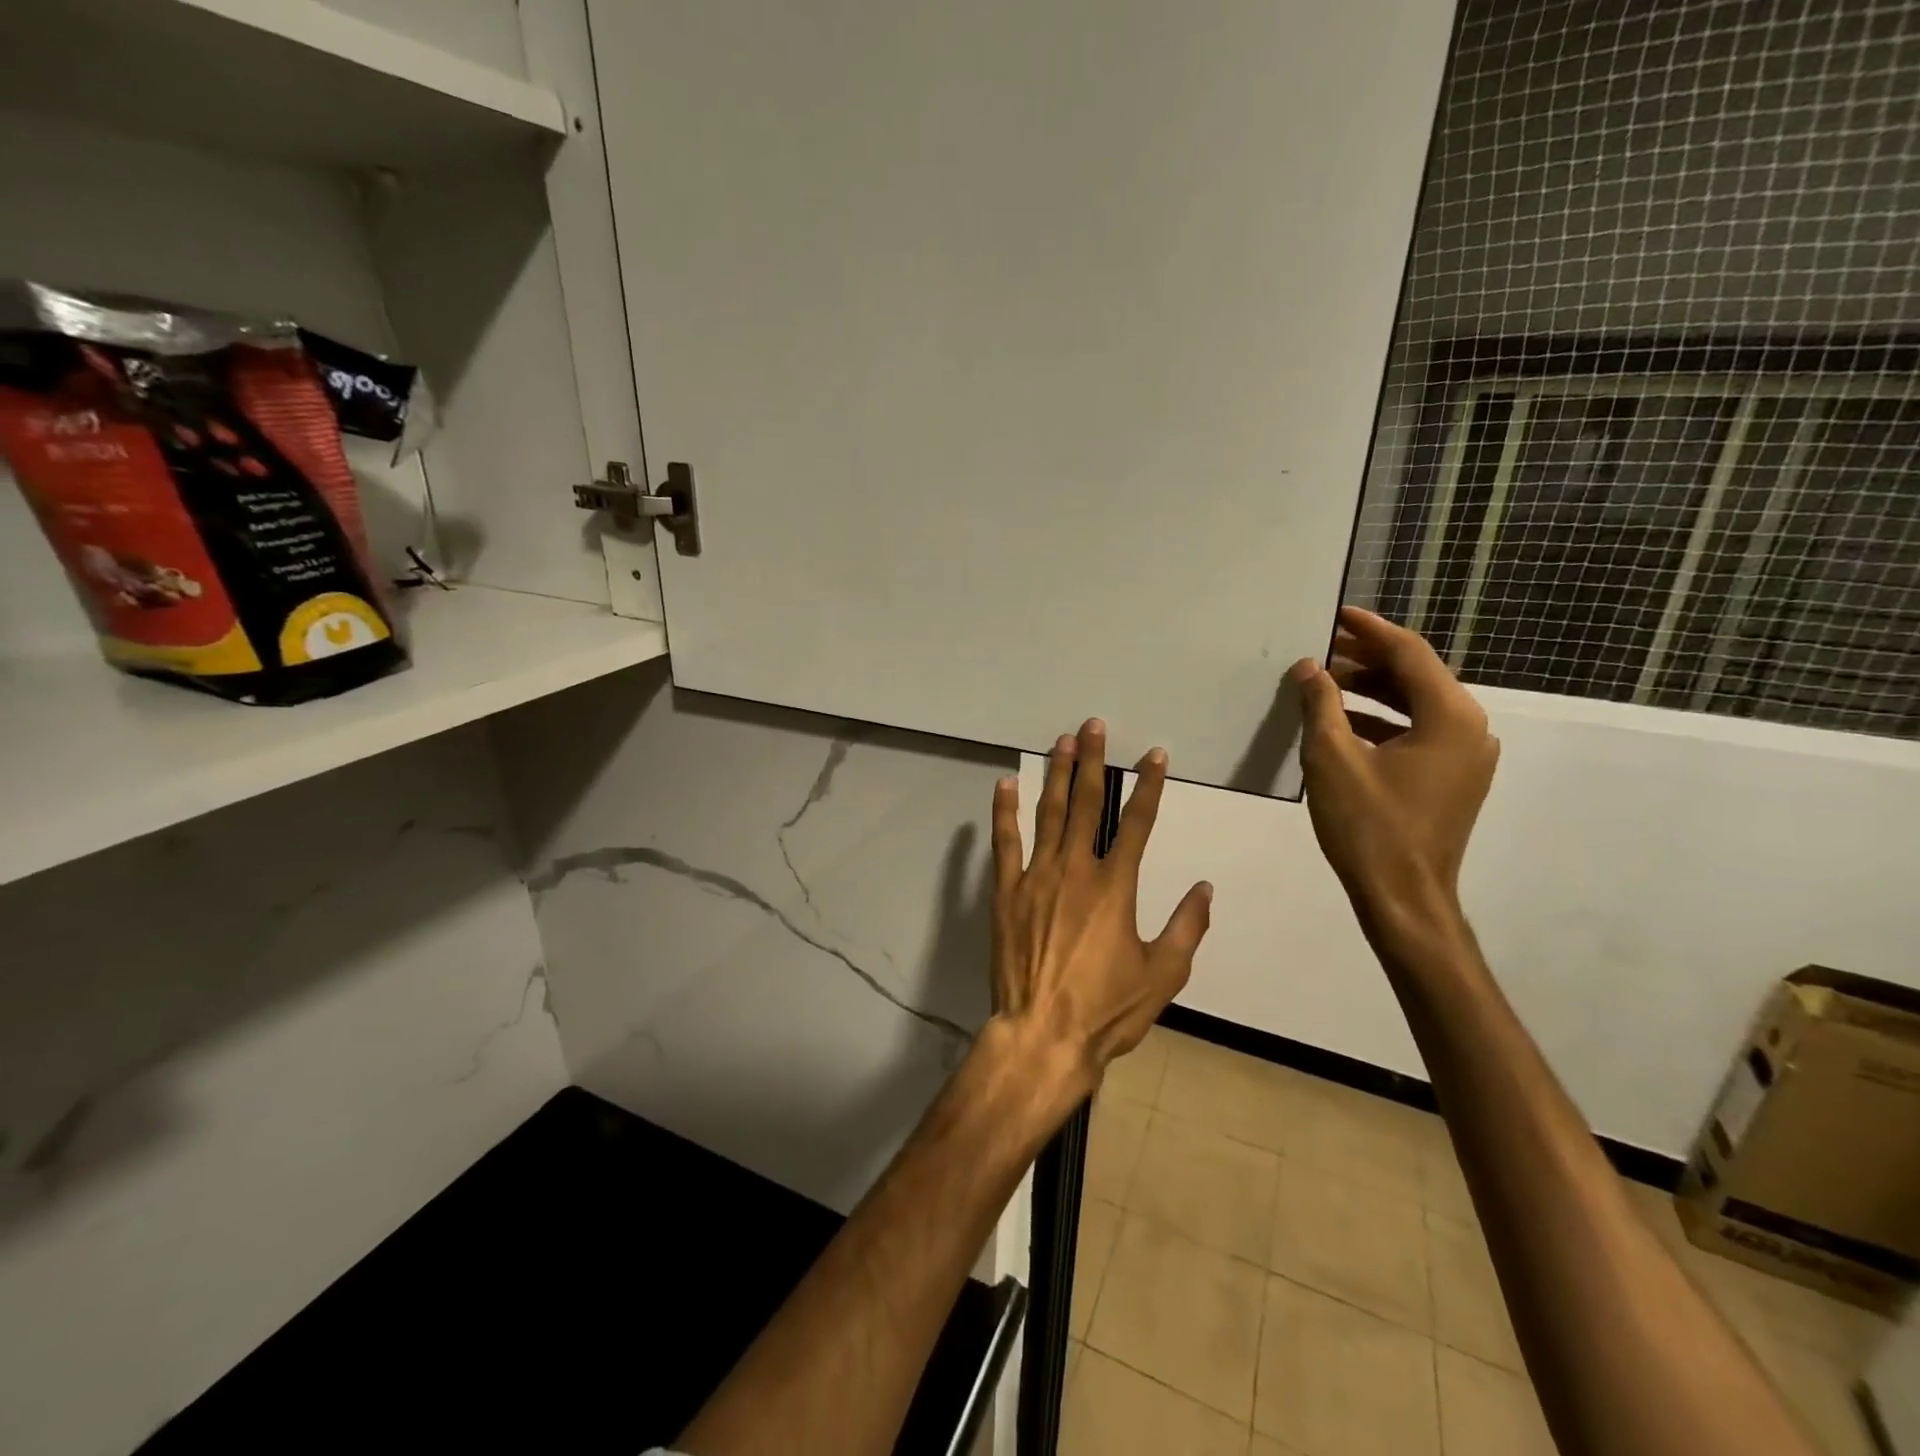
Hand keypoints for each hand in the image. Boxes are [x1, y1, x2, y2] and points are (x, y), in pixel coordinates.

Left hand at [987, 718, 1212, 1097]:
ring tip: (1061, 742)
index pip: (1139, 823)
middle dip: (1093, 762)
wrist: (1043, 1035)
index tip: (1155, 755)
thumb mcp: (1163, 975)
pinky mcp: (1005, 892)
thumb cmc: (1107, 1010)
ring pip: (1048, 814)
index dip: (1149, 786)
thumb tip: (1205, 888)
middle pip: (1087, 804)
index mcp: (1116, 887)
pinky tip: (1004, 784)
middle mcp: (1076, 870)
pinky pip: (1005, 844)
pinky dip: (1005, 812)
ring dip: (1056, 775)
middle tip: (1094, 726)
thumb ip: (1186, 928)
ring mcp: (1036, 878)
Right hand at [1289, 606, 1498, 946]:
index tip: (1337, 614)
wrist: (1404, 897)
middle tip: (1321, 650)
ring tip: (1324, 685)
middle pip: (1416, 677)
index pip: (1409, 654)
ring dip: (1371, 692)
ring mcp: (1467, 757)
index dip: (1370, 630)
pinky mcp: (1454, 779)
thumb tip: (1311, 667)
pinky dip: (1382, 722)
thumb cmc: (1368, 825)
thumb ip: (1321, 705)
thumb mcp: (1332, 759)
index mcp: (1450, 717)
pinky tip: (1342, 725)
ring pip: (1417, 706)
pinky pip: (1418, 733)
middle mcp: (1470, 728)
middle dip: (1367, 661)